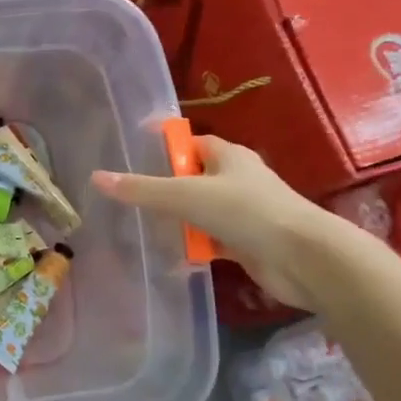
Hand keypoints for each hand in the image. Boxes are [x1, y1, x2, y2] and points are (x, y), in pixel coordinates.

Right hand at [91, 137, 347, 309]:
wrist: (303, 258)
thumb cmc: (246, 212)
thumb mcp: (185, 196)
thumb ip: (141, 189)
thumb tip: (96, 178)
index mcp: (227, 156)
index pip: (188, 143)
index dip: (162, 146)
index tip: (130, 154)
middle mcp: (236, 179)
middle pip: (190, 179)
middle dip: (162, 189)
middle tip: (127, 199)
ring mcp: (242, 212)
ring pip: (198, 212)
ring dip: (176, 222)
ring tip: (140, 230)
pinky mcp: (245, 243)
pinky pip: (209, 241)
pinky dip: (192, 247)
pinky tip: (169, 257)